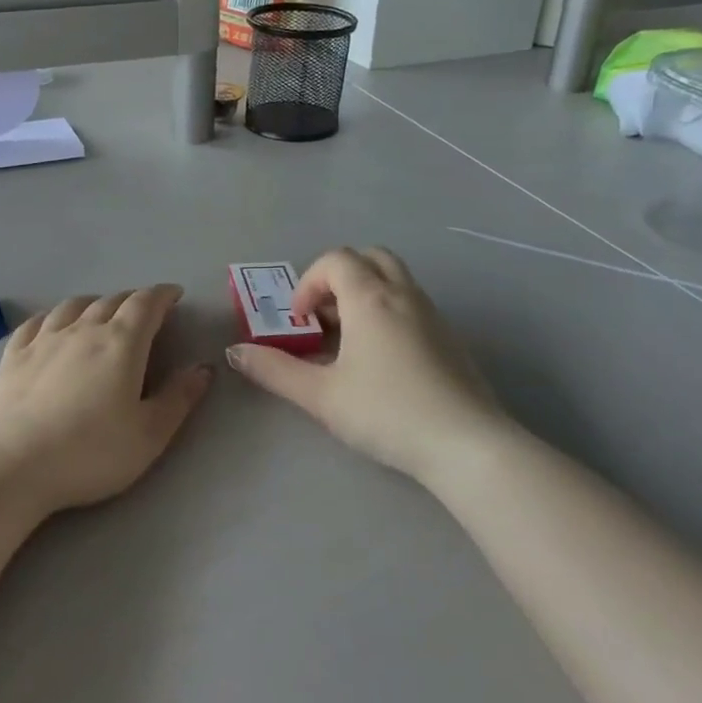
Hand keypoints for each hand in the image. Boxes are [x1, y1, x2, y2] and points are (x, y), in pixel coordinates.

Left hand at [0, 286, 211, 516]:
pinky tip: (52, 325)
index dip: (163, 295)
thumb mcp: (149, 435)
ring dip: (94, 303)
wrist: (10, 466)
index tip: (174, 295)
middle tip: (144, 312)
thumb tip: (202, 368)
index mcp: (121, 343)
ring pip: (73, 306)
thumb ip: (178, 398)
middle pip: (111, 301)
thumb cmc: (89, 453)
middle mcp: (82, 330)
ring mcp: (43, 340)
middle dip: (133, 301)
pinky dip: (53, 316)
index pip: (146, 304)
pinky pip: (36, 322)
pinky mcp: (12, 356)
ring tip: (101, 312)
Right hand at [226, 248, 504, 480]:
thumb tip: (234, 352)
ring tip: (348, 341)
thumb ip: (274, 370)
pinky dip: (388, 312)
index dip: (308, 283)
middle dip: (339, 277)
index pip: (335, 260)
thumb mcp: (321, 395)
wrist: (467, 445)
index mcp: (370, 298)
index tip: (300, 321)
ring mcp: (432, 314)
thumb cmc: (386, 412)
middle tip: (324, 316)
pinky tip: (381, 361)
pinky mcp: (450, 338)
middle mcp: (404, 295)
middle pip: (369, 257)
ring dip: (365, 294)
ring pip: (395, 280)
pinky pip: (412, 305)